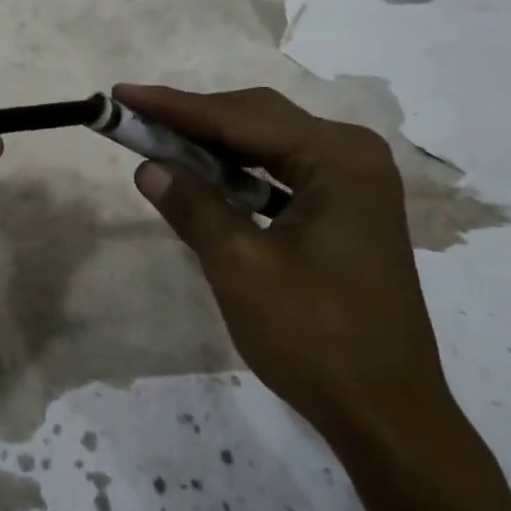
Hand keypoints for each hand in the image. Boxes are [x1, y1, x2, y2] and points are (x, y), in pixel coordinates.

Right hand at [115, 83, 459, 459]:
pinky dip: (242, 173)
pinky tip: (210, 180)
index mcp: (337, 158)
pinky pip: (284, 171)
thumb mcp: (240, 267)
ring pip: (270, 143)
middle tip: (137, 121)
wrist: (388, 415)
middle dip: (195, 121)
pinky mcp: (350, 209)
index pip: (240, 118)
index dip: (175, 107)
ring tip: (162, 144)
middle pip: (258, 119)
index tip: (122, 94)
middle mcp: (353, 155)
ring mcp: (356, 182)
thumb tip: (148, 166)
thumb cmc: (315, 338)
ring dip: (215, 145)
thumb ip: (193, 206)